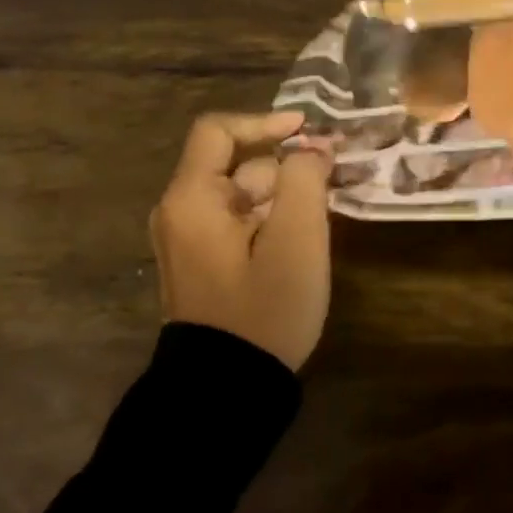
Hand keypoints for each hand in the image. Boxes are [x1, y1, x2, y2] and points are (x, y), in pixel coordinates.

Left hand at [150, 110, 332, 370]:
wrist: (226, 390)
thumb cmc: (263, 309)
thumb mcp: (296, 239)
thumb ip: (305, 180)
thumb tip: (311, 149)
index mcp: (192, 199)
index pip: (219, 131)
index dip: (265, 121)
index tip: (308, 131)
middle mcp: (181, 212)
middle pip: (235, 163)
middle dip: (284, 167)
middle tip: (331, 181)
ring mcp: (189, 240)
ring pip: (242, 195)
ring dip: (282, 195)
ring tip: (322, 216)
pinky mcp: (201, 263)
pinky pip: (238, 222)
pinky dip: (270, 218)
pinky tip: (301, 240)